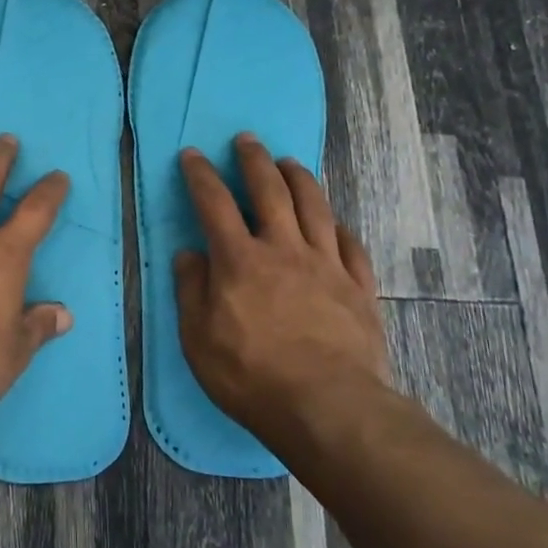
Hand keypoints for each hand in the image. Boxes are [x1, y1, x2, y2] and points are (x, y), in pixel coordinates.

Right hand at [173, 134, 388, 439]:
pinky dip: (340, 227)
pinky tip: (335, 223)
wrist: (328, 407)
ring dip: (300, 178)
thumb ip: (191, 290)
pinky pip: (351, 245)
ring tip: (290, 162)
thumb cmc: (250, 375)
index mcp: (239, 259)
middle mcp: (283, 249)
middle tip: (247, 140)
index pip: (215, 203)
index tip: (193, 155)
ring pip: (314, 206)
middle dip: (254, 160)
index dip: (201, 175)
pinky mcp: (358, 287)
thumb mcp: (197, 338)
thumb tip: (189, 254)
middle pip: (270, 190)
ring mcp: (326, 265)